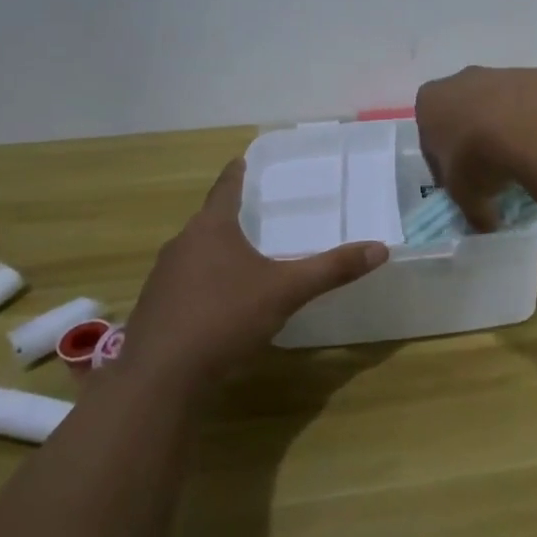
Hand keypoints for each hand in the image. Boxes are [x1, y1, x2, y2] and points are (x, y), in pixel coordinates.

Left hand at [124, 158, 388, 382]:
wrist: (161, 376)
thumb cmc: (224, 317)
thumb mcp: (286, 291)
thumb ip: (331, 269)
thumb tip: (380, 249)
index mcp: (211, 229)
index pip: (225, 188)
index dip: (236, 174)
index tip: (242, 160)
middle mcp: (181, 245)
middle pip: (209, 221)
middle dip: (231, 216)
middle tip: (258, 213)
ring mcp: (163, 278)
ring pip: (195, 253)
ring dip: (217, 251)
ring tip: (245, 256)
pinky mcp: (156, 308)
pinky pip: (186, 283)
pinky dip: (205, 282)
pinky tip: (222, 301)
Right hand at [415, 65, 536, 230]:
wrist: (535, 124)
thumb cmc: (479, 158)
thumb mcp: (465, 196)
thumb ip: (471, 210)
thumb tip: (485, 224)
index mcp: (431, 102)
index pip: (430, 138)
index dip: (444, 167)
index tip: (462, 187)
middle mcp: (463, 79)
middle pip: (466, 115)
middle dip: (477, 142)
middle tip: (494, 175)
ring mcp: (505, 72)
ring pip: (504, 107)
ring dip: (511, 131)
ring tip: (527, 164)